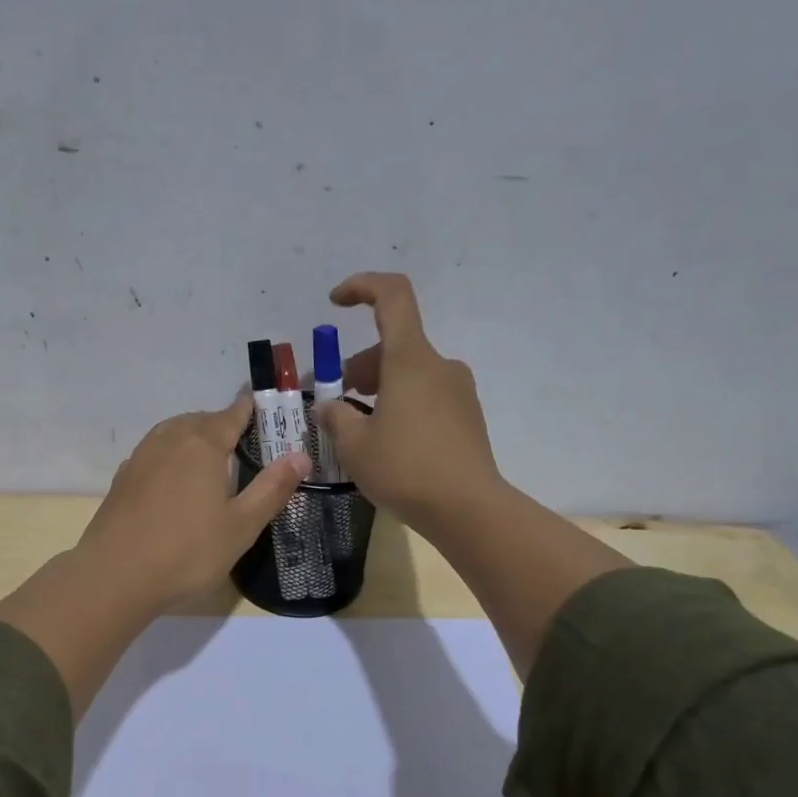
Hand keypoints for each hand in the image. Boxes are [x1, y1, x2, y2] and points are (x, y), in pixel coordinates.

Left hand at [77, 397, 310, 611]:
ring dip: (194, 436)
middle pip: (202, 420)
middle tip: (243, 442)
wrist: (114, 575)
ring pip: (174, 432)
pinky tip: (175, 478)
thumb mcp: (241, 526)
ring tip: (210, 457)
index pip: (232, 414)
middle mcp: (170, 439)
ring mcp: (142, 456)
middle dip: (223, 424)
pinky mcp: (124, 477)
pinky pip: (155, 452)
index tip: (263, 403)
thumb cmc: (187, 551)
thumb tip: (301, 456)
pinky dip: (171, 454)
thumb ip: (272, 488)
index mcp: (203, 444)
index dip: (250, 408)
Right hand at [316, 272, 501, 529]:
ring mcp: (458, 391)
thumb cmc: (405, 469)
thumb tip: (328, 406)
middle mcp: (439, 365)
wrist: (469, 509)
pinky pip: (427, 395)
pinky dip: (402, 403)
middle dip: (360, 365)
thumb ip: (336, 417)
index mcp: (410, 359)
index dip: (362, 287)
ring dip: (380, 387)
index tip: (335, 303)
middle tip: (337, 400)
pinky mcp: (467, 416)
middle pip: (394, 344)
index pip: (392, 296)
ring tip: (359, 427)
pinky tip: (389, 442)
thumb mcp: (354, 445)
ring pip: (410, 372)